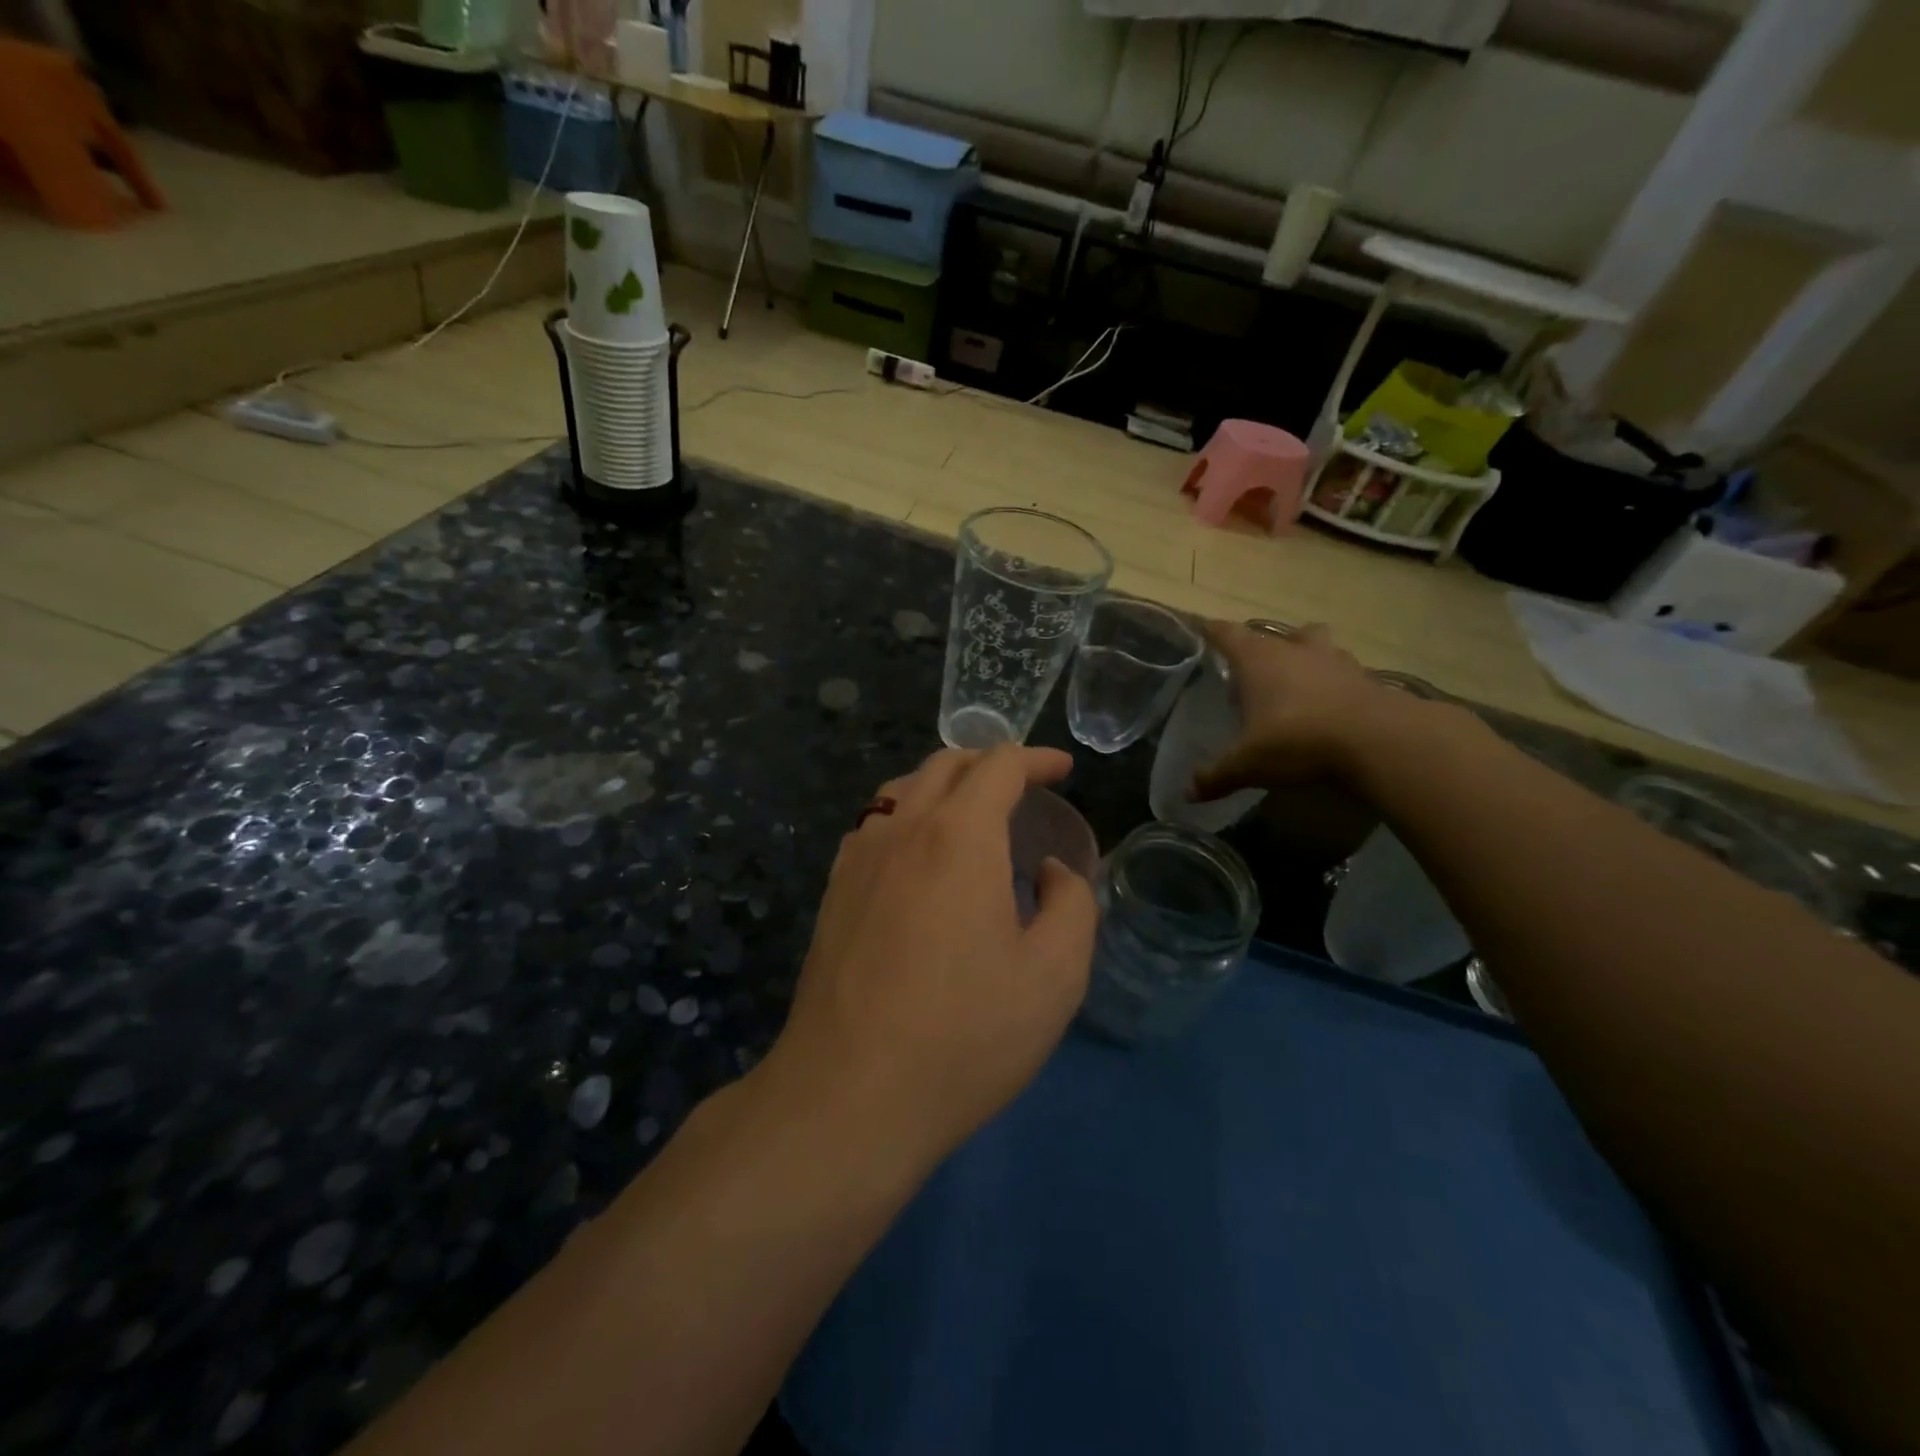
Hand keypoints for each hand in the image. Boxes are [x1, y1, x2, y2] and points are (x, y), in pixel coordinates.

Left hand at [767, 744, 1099, 1168]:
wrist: (849, 1093)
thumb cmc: (964, 1034)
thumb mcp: (1054, 976)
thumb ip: (1071, 905)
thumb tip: (1049, 871)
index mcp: (958, 836)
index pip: (998, 766)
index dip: (1036, 759)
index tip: (1063, 769)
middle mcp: (901, 828)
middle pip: (945, 765)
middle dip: (990, 763)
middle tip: (1023, 786)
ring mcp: (857, 858)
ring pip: (902, 790)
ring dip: (944, 786)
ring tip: (973, 815)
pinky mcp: (833, 891)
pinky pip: (874, 826)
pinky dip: (908, 817)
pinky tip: (920, 857)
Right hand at [1191, 621, 1408, 801]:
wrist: (1379, 741)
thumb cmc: (1298, 740)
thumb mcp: (1248, 764)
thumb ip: (1216, 776)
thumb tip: (1188, 792)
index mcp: (1258, 660)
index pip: (1226, 634)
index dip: (1211, 632)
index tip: (1201, 631)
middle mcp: (1294, 650)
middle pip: (1273, 634)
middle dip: (1261, 647)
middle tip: (1251, 670)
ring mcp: (1334, 660)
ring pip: (1314, 643)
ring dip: (1303, 655)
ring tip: (1296, 681)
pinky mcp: (1366, 678)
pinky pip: (1343, 671)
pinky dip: (1333, 681)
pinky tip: (1330, 704)